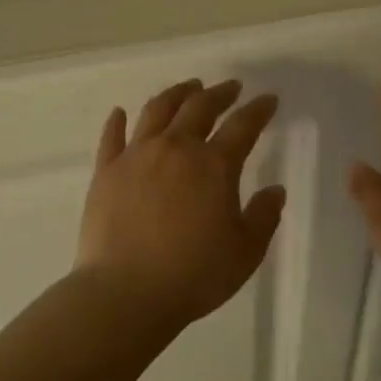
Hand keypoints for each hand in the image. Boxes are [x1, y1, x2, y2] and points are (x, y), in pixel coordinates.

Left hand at [75, 79, 285, 330]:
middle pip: (199, 108)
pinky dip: (118, 121)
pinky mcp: (105, 172)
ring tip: (188, 88)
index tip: (268, 99)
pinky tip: (121, 112)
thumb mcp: (245, 252)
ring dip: (176, 94)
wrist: (126, 293)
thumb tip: (275, 190)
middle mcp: (174, 149)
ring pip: (157, 111)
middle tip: (231, 87)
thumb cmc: (194, 275)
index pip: (242, 126)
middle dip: (219, 93)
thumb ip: (263, 217)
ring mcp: (135, 157)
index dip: (258, 110)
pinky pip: (112, 137)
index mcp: (213, 166)